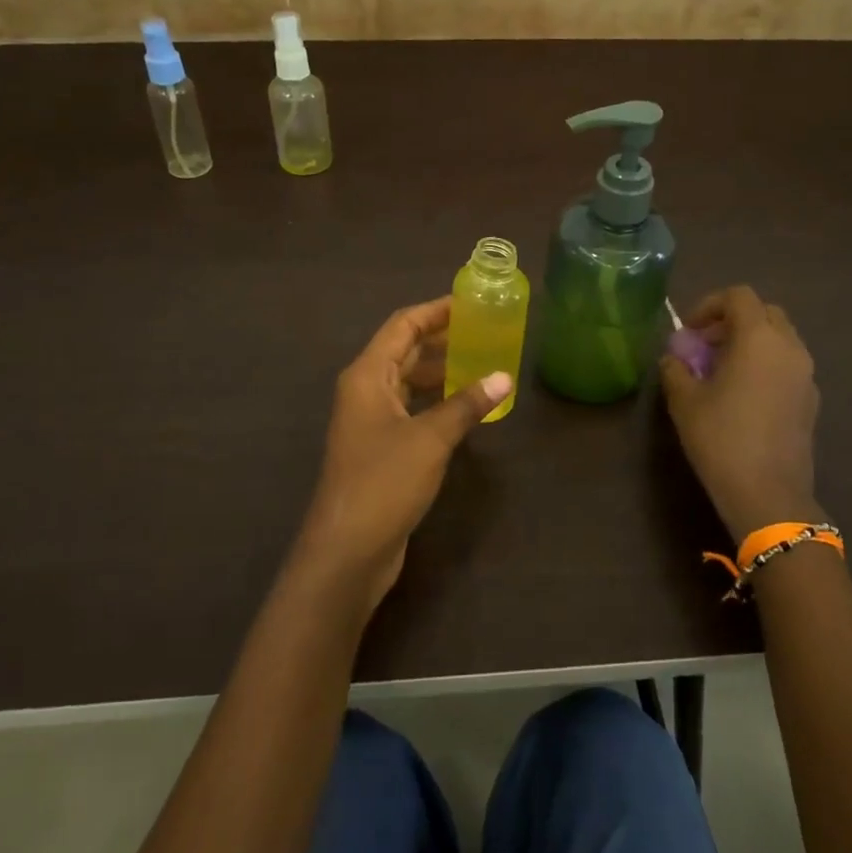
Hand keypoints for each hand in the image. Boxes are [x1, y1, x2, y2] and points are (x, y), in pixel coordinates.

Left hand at [294, 298, 512, 614]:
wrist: (347, 550)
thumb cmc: (384, 482)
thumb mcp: (430, 438)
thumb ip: (466, 404)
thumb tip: (504, 377)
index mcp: (366, 376)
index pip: (402, 326)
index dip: (435, 311)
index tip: (471, 303)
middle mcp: (364, 391)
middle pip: (403, 351)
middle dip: (441, 339)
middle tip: (484, 331)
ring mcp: (370, 422)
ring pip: (408, 382)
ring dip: (440, 371)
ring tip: (482, 364)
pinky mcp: (380, 449)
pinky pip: (411, 410)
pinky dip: (436, 402)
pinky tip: (466, 408)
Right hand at [660, 285, 822, 539]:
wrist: (768, 493)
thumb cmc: (721, 438)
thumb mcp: (684, 401)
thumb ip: (676, 369)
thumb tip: (674, 358)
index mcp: (759, 338)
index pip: (738, 296)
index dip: (709, 305)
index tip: (688, 331)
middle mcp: (789, 347)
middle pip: (765, 312)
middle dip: (733, 320)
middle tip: (706, 345)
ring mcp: (806, 374)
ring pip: (780, 338)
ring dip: (751, 342)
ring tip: (722, 370)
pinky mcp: (811, 399)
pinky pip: (788, 364)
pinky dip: (766, 364)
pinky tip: (744, 395)